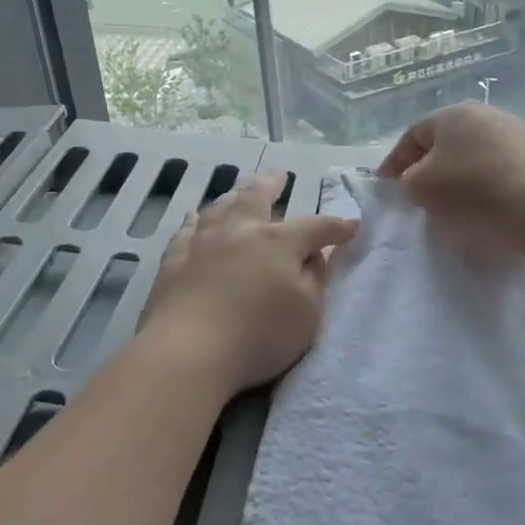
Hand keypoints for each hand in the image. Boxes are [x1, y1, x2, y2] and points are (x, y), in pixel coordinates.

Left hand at [139, 173, 359, 396]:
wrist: (189, 350)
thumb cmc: (259, 336)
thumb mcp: (307, 314)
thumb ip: (314, 280)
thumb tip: (313, 256)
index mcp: (278, 242)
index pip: (315, 227)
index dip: (335, 227)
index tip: (351, 226)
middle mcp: (240, 231)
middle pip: (257, 197)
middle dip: (271, 184)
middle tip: (278, 174)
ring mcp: (203, 242)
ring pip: (220, 207)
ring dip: (234, 194)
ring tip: (240, 188)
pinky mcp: (174, 260)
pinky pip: (186, 230)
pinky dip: (194, 220)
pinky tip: (194, 217)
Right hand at [376, 104, 524, 246]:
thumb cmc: (468, 190)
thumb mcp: (419, 187)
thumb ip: (406, 180)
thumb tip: (416, 180)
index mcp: (452, 113)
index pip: (412, 136)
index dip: (394, 161)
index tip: (384, 185)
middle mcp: (483, 114)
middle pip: (444, 142)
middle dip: (426, 166)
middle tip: (415, 192)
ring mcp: (513, 132)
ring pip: (470, 154)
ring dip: (454, 176)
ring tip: (447, 203)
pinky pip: (494, 167)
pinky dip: (480, 183)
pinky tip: (478, 204)